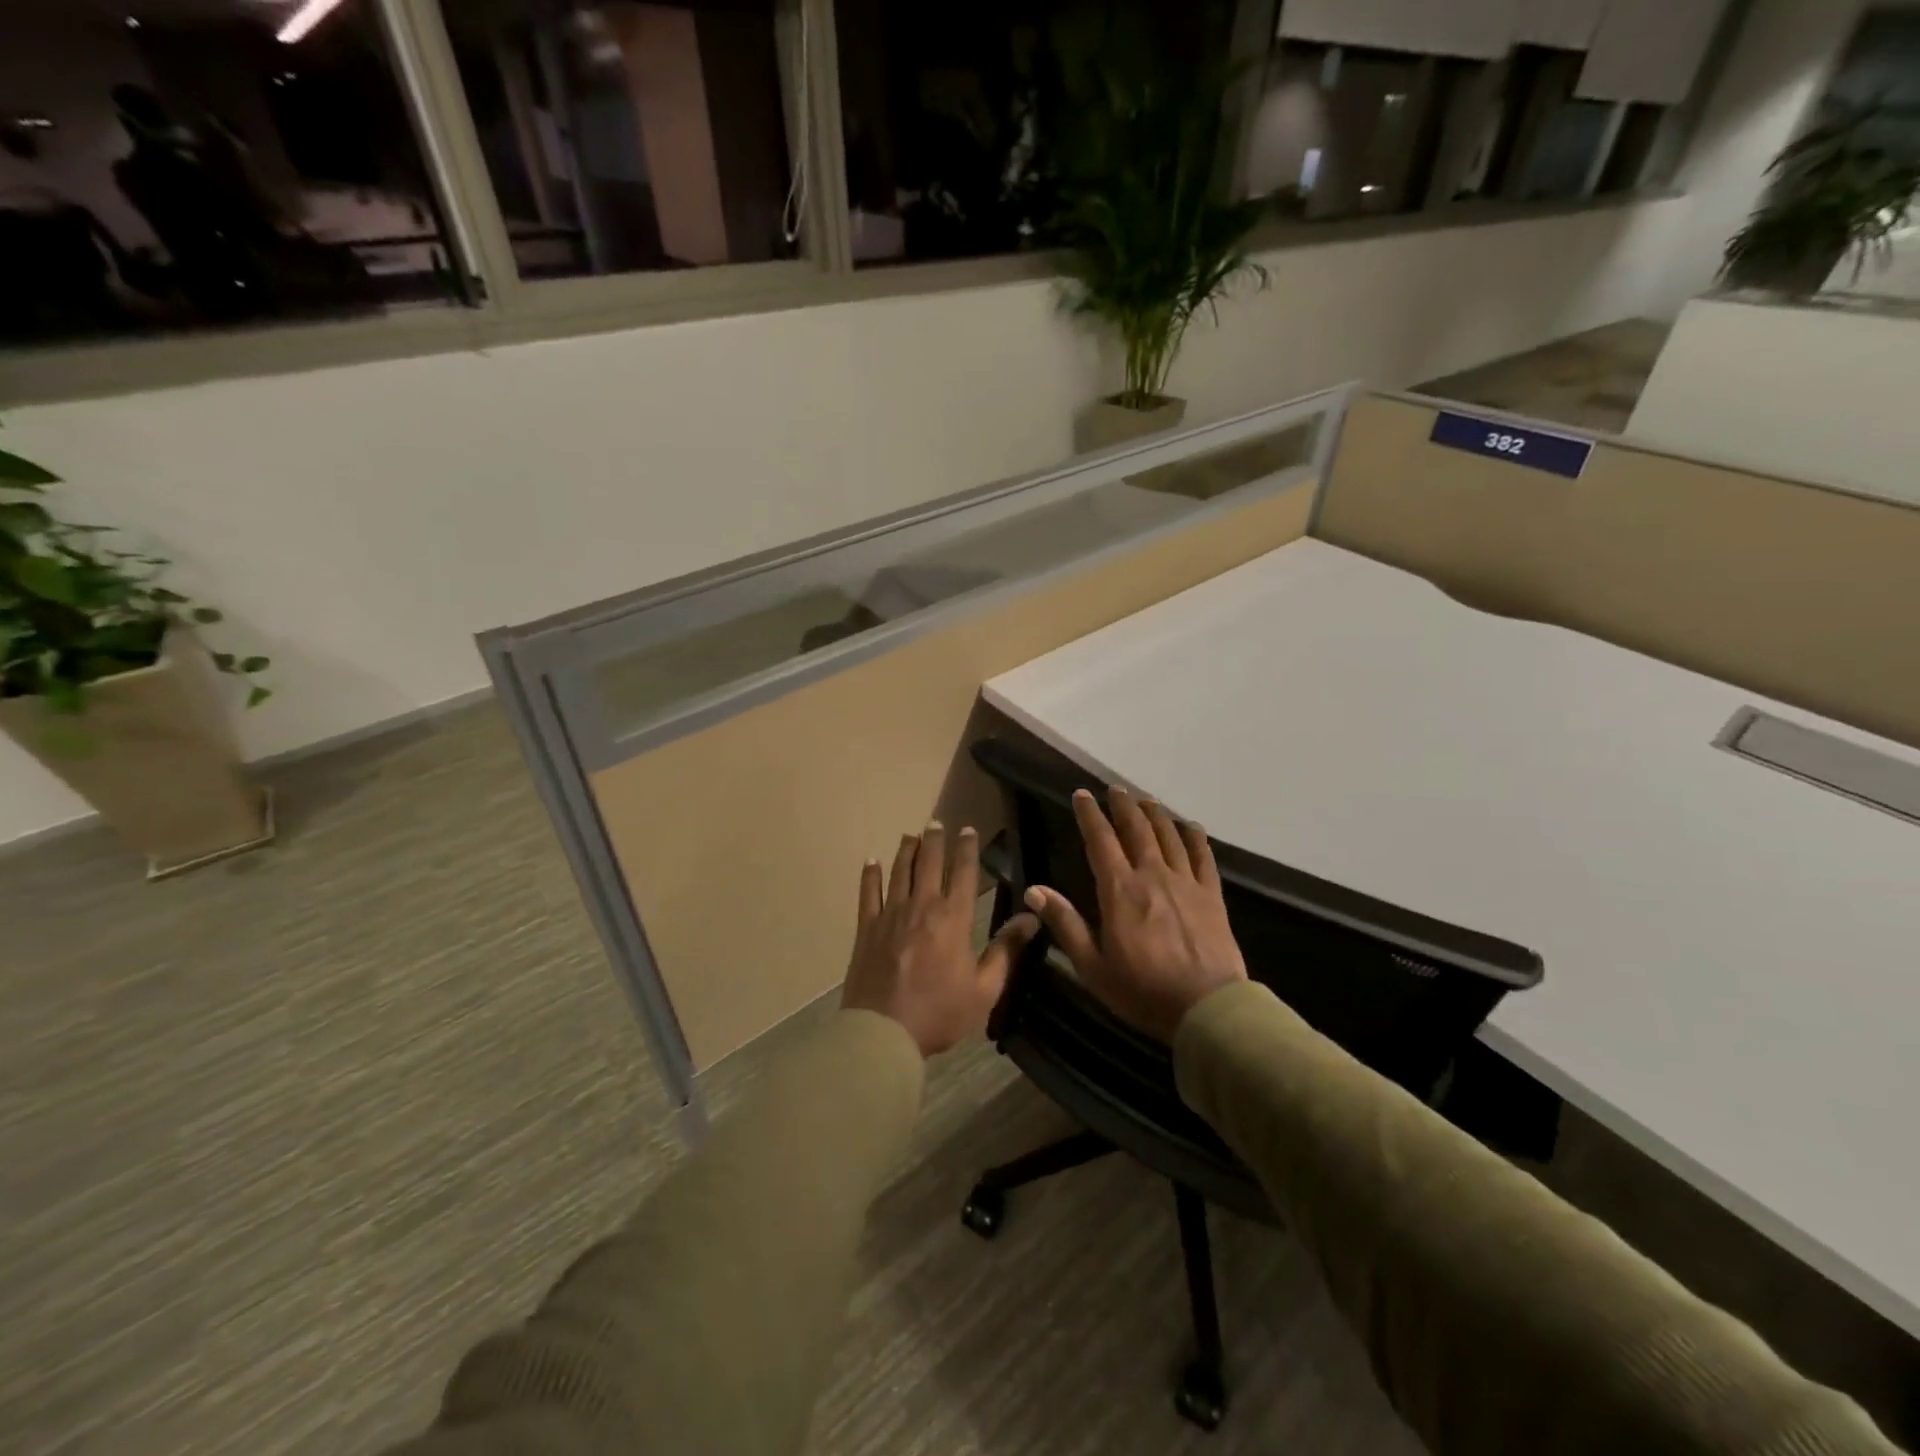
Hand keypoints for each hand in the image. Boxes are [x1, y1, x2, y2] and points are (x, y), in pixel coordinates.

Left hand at [843, 822, 1039, 1057]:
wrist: (884, 1031)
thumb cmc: (940, 1013)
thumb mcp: (985, 988)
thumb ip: (1006, 949)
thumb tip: (1031, 917)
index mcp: (954, 918)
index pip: (963, 872)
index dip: (967, 848)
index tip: (968, 829)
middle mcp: (922, 906)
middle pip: (930, 863)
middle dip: (935, 840)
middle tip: (936, 822)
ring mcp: (891, 914)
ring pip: (900, 871)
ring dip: (907, 850)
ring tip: (911, 835)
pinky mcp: (867, 927)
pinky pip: (868, 893)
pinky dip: (871, 874)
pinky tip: (872, 861)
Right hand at [1024, 787, 1246, 1042]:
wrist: (1207, 1008)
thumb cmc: (1143, 991)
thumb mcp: (1093, 966)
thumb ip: (1066, 924)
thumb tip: (1034, 889)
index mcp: (1120, 890)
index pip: (1100, 841)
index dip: (1089, 815)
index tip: (1082, 795)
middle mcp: (1152, 875)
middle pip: (1137, 829)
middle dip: (1123, 806)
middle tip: (1115, 789)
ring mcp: (1186, 883)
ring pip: (1168, 836)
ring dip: (1155, 814)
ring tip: (1146, 800)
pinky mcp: (1212, 895)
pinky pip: (1202, 856)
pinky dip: (1194, 837)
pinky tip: (1189, 826)